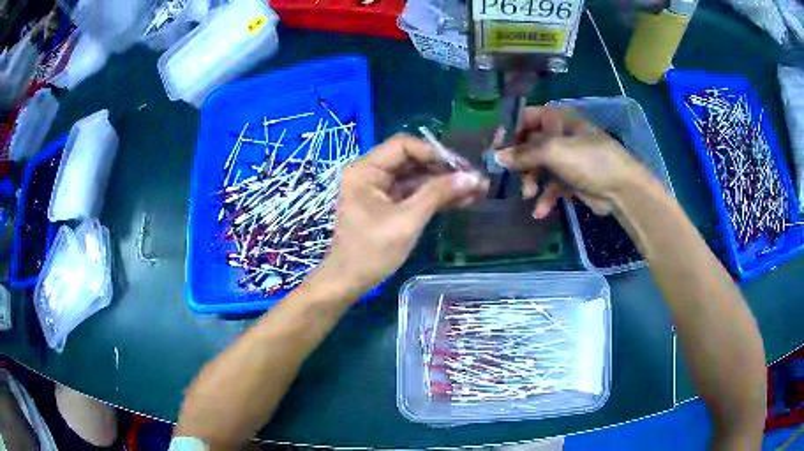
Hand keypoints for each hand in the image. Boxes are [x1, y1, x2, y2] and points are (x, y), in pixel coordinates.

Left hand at [314, 134, 488, 299]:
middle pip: (412, 160)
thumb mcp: (407, 221)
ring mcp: (380, 190)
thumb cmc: (371, 251)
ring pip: (417, 178)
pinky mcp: (388, 205)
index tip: (461, 167)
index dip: (434, 152)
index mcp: (365, 170)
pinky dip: (435, 197)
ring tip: (477, 191)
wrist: (349, 282)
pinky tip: (461, 200)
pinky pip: (414, 194)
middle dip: (444, 169)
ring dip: (444, 184)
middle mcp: (371, 173)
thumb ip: (438, 194)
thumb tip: (473, 177)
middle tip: (475, 179)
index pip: (403, 146)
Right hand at [495, 106, 648, 217]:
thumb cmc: (589, 160)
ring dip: (531, 181)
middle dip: (518, 161)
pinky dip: (546, 198)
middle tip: (504, 173)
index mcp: (558, 120)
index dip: (509, 130)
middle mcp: (561, 136)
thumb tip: (496, 156)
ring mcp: (568, 159)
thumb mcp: (554, 151)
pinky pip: (553, 186)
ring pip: (540, 167)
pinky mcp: (573, 180)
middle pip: (530, 144)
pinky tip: (540, 211)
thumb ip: (524, 153)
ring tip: (528, 194)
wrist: (622, 189)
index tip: (494, 147)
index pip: (525, 118)